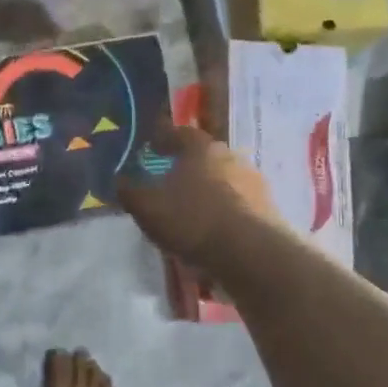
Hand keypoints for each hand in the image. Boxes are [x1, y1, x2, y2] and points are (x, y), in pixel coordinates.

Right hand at [116, 121, 282, 267]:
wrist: (250, 254)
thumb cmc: (193, 220)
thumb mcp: (148, 208)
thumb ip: (130, 192)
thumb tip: (119, 180)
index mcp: (201, 147)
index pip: (179, 133)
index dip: (163, 138)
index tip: (151, 146)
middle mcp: (230, 155)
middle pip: (204, 155)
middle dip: (187, 165)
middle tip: (170, 178)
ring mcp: (253, 181)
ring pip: (223, 179)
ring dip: (208, 188)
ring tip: (192, 208)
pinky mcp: (268, 207)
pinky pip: (238, 202)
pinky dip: (224, 209)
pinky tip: (214, 227)